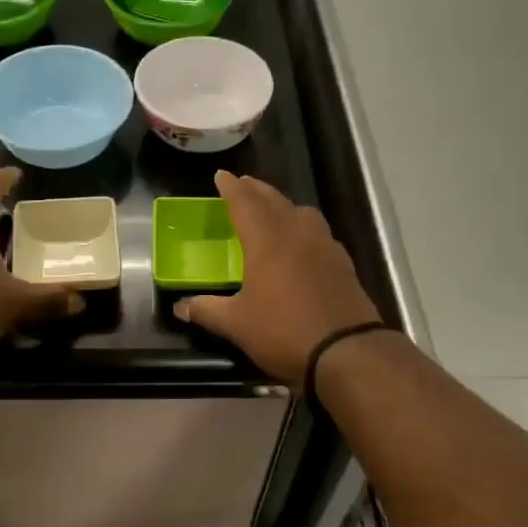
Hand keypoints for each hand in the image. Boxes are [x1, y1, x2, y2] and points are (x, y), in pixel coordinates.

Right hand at [176, 171, 382, 385]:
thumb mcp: (237, 325)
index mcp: (266, 241)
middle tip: (243, 185)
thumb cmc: (284, 331)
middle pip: (274, 200)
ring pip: (301, 212)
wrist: (347, 351)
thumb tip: (180, 307)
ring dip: (283, 205)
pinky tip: (302, 243)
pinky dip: (304, 227)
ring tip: (273, 210)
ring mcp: (324, 246)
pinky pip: (319, 233)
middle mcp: (296, 234)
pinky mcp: (343, 263)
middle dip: (256, 190)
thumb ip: (207, 311)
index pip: (244, 203)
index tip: (221, 175)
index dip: (231, 188)